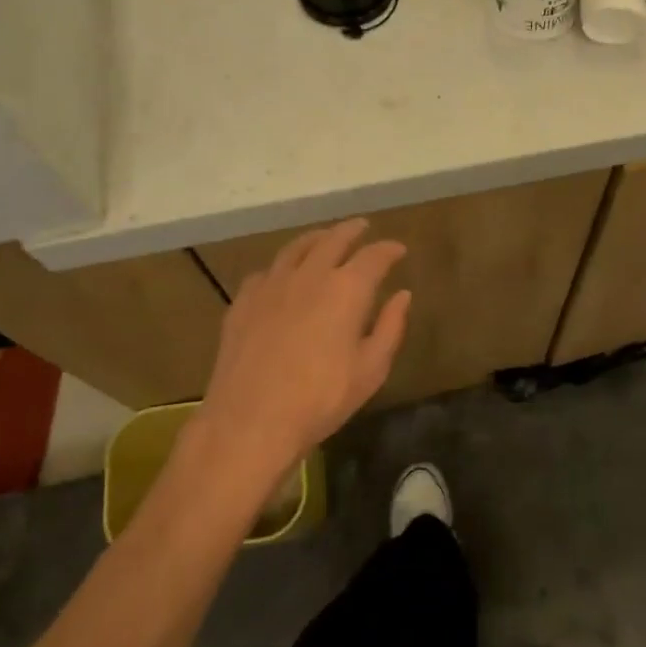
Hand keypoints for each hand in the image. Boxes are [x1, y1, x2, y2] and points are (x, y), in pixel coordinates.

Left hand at [198, 220, 411, 480]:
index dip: (389, 250)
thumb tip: (402, 295)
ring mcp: (271, 285)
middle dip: (352, 231)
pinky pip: (266, 272)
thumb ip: (390, 327)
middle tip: (363, 227)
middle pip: (333, 240)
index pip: (374, 256)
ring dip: (315, 239)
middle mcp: (309, 275)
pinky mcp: (243, 301)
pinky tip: (282, 276)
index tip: (398, 250)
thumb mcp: (371, 369)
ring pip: (296, 248)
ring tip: (324, 238)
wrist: (251, 419)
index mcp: (346, 289)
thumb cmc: (321, 398)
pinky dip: (282, 267)